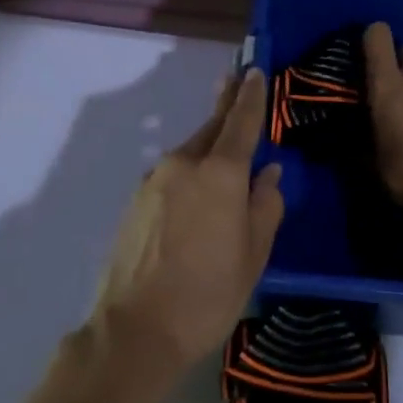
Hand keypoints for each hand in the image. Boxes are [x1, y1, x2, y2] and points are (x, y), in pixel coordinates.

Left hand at [90, 70, 285, 383]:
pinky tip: (196, 192)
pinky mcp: (137, 200)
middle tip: (237, 80)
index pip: (241, 121)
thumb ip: (265, 207)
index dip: (251, 96)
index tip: (256, 71)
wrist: (134, 331)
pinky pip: (173, 174)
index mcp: (220, 173)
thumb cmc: (207, 295)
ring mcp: (155, 180)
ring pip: (191, 152)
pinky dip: (190, 171)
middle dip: (227, 105)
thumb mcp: (253, 255)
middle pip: (212, 127)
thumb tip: (269, 174)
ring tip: (225, 152)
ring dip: (209, 144)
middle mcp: (184, 164)